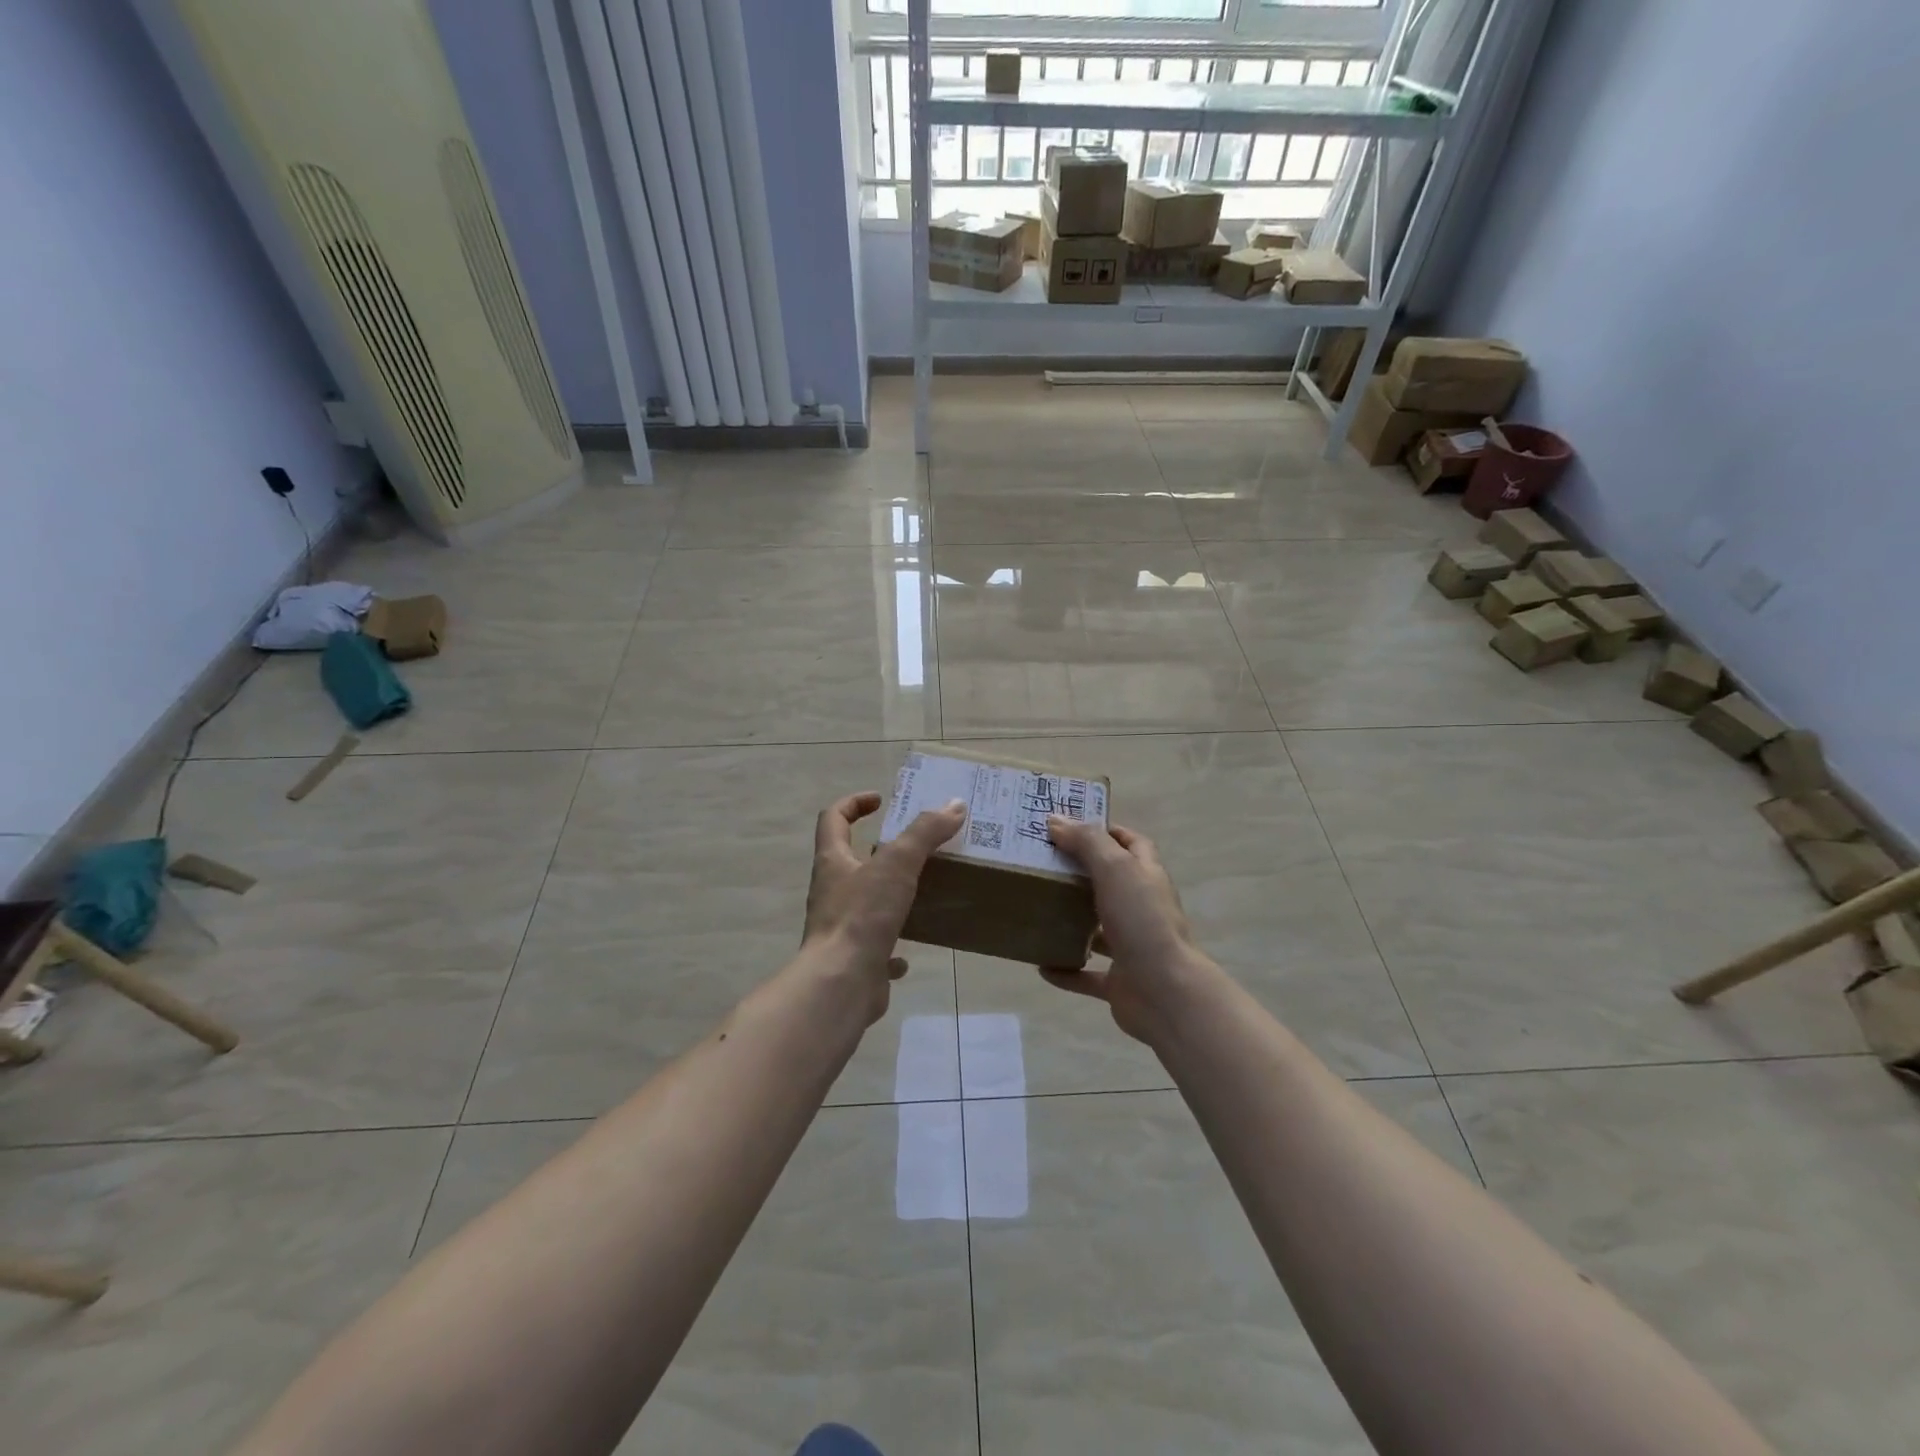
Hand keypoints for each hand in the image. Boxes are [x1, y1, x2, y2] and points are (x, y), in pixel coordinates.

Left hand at [800, 791, 965, 1022]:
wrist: (842, 983)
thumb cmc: (863, 915)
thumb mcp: (898, 864)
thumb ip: (925, 833)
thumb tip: (954, 805)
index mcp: (833, 862)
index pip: (833, 819)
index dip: (853, 803)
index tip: (880, 799)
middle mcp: (831, 892)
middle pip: (848, 860)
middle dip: (878, 850)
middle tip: (913, 847)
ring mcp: (840, 928)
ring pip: (863, 903)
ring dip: (888, 896)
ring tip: (921, 892)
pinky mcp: (854, 959)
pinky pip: (874, 948)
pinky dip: (892, 946)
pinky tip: (911, 951)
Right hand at [1041, 817, 1217, 1044]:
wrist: (1165, 992)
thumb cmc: (1142, 920)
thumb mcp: (1115, 869)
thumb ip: (1086, 843)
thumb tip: (1056, 821)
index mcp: (1147, 877)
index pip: (1132, 844)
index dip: (1108, 832)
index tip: (1071, 826)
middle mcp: (1142, 908)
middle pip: (1112, 884)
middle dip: (1083, 874)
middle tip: (1044, 864)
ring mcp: (1132, 946)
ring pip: (1100, 929)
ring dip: (1074, 922)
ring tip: (1039, 910)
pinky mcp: (1120, 981)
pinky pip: (1087, 975)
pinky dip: (1066, 970)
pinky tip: (1041, 965)